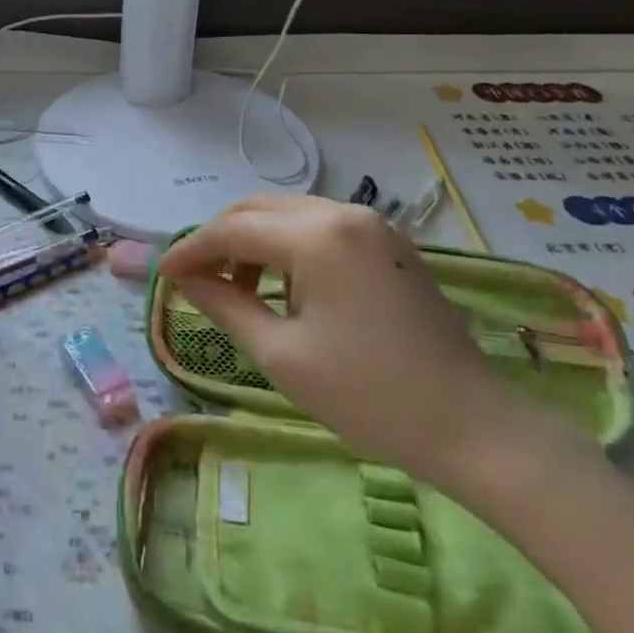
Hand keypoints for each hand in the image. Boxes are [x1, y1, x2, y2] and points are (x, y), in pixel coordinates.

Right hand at [157, 195, 584, 490]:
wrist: (469, 424)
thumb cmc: (367, 394)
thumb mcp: (280, 353)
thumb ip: (225, 305)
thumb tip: (185, 280)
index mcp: (318, 236)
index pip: (235, 229)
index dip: (193, 249)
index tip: (164, 275)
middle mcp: (346, 214)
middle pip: (261, 208)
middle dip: (222, 239)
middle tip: (197, 278)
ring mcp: (374, 227)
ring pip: (292, 214)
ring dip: (256, 242)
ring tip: (240, 290)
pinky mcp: (389, 246)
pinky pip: (322, 229)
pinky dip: (290, 248)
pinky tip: (284, 288)